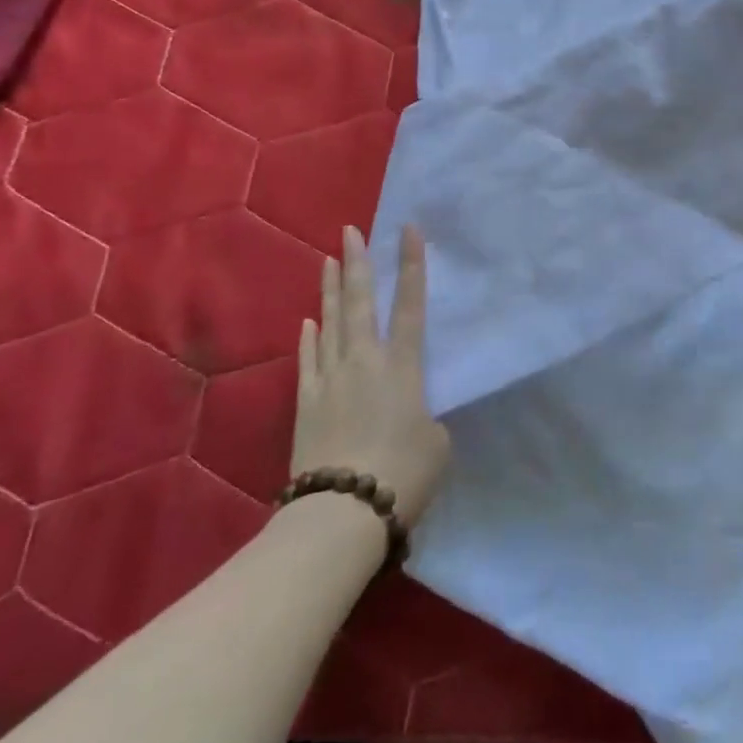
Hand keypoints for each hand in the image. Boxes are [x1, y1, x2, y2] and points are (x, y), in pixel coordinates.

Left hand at [292, 225, 450, 526]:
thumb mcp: (436, 443)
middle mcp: (365, 361)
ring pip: (331, 323)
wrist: (343, 512)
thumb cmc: (403, 474)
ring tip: (328, 259)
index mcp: (403, 366)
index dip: (412, 265)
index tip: (408, 230)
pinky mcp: (306, 404)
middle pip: (360, 301)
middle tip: (351, 231)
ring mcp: (331, 379)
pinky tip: (309, 322)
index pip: (411, 304)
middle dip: (358, 262)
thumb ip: (426, 418)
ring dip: (330, 290)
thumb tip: (409, 417)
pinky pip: (309, 360)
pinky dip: (309, 338)